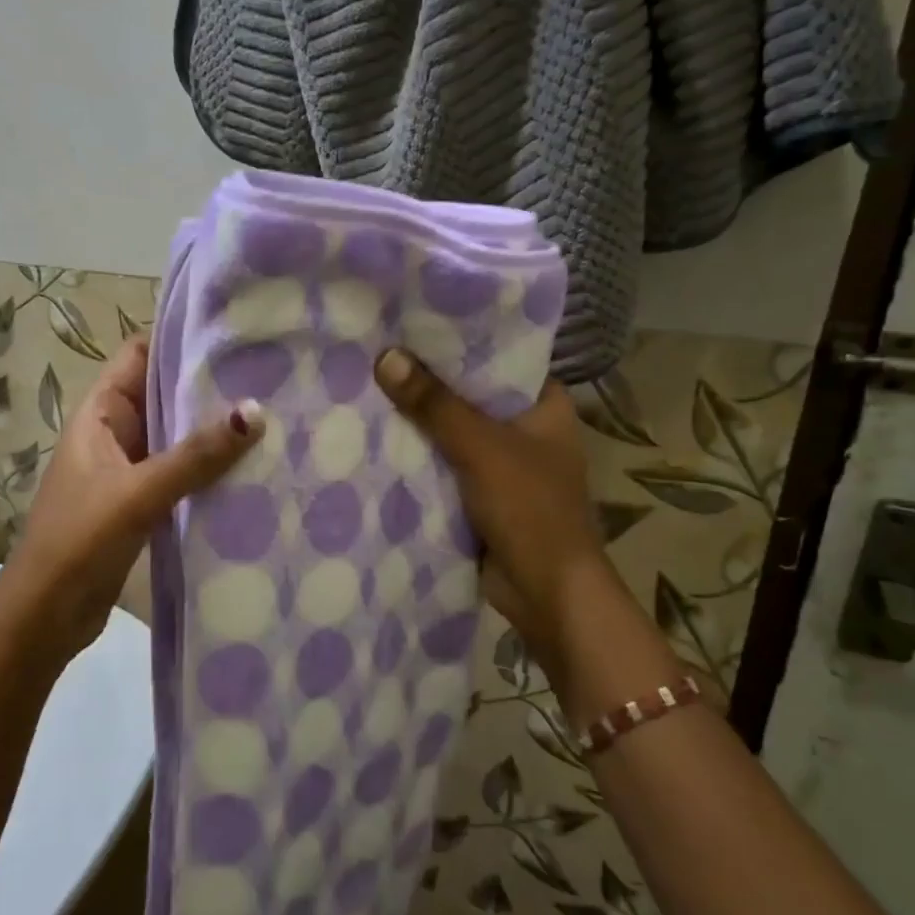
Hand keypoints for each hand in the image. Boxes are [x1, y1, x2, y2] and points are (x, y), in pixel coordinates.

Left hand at [0, 336, 262, 659]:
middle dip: (208, 385)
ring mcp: (129, 470)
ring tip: (271, 414)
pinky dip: (209, 469)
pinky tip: (250, 468)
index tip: (231, 332)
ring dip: (212, 430)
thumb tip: (255, 411)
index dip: (178, 339)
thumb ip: (195, 455)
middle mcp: (115, 434)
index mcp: (100, 414)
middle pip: (163, 394)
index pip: (140, 356)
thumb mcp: (138, 492)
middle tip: (268, 374)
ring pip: (176, 437)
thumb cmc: (79, 540)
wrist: (45, 616)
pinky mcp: (143, 504)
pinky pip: (182, 474)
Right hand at [373, 348, 628, 678]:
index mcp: (544, 405)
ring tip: (369, 384)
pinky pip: (445, 464)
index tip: (413, 321)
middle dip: (430, 381)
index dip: (460, 339)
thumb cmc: (529, 508)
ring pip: (455, 431)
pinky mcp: (481, 494)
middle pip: (471, 394)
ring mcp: (503, 463)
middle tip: (379, 351)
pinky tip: (379, 436)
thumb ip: (434, 404)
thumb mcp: (480, 448)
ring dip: (421, 420)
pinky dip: (420, 455)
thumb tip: (386, 357)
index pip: (500, 357)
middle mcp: (526, 428)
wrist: (545, 594)